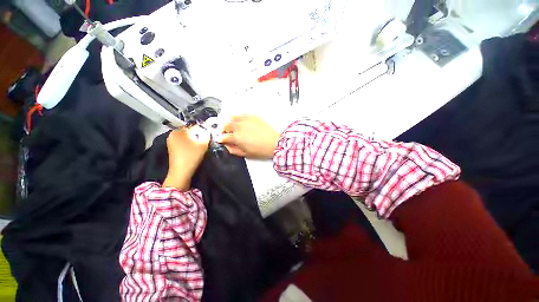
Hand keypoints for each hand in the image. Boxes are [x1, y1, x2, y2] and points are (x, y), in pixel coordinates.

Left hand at [163, 125, 209, 190]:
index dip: (203, 130)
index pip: (194, 126)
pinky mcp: (172, 148)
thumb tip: (208, 130)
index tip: (209, 135)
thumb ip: (206, 135)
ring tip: (200, 146)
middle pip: (190, 131)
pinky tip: (194, 149)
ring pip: (187, 137)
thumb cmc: (192, 156)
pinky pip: (183, 142)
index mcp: (178, 131)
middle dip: (198, 135)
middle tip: (205, 141)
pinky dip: (189, 144)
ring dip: (194, 139)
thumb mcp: (203, 144)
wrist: (181, 171)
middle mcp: (173, 134)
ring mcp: (171, 141)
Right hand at [217, 115, 279, 158]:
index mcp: (236, 137)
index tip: (220, 139)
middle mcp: (239, 126)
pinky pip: (242, 114)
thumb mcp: (245, 154)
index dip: (220, 139)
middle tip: (225, 132)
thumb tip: (227, 146)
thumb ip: (233, 150)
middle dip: (222, 129)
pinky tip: (240, 121)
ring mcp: (246, 120)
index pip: (223, 136)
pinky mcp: (253, 116)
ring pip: (232, 116)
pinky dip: (238, 117)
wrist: (274, 143)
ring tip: (231, 125)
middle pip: (225, 124)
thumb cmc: (261, 150)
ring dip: (229, 121)